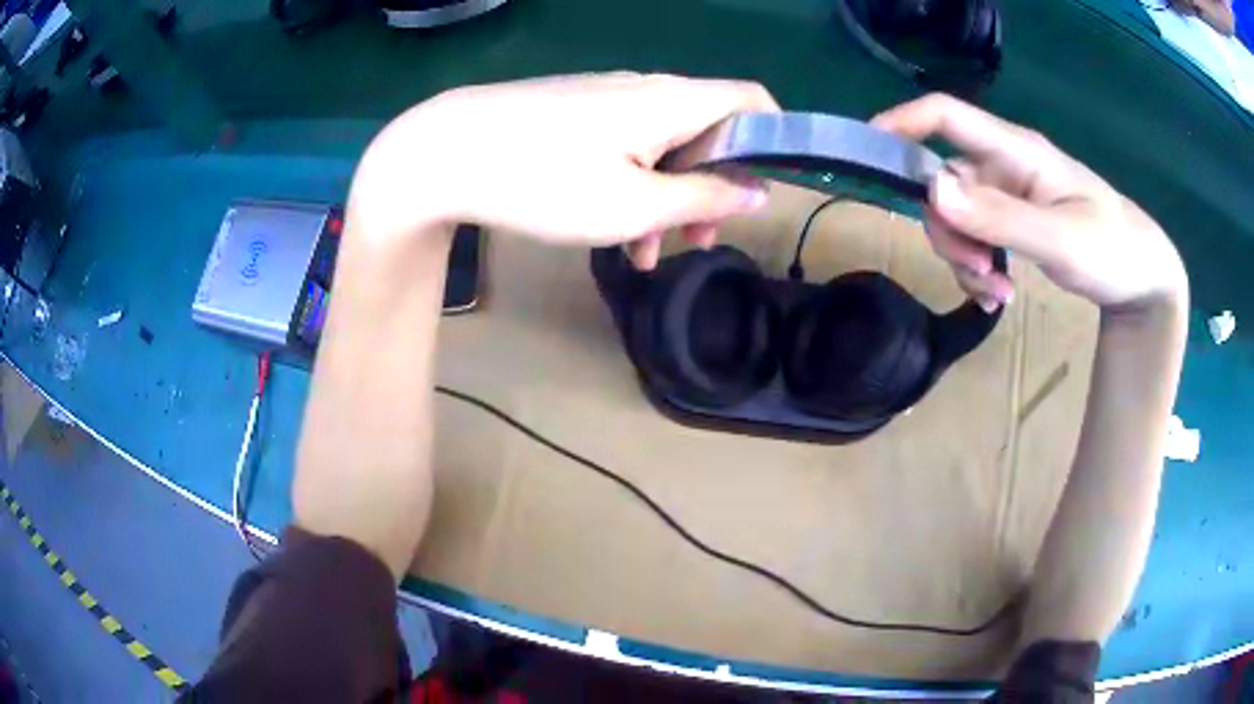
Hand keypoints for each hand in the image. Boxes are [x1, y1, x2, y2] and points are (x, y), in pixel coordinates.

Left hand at [351, 73, 777, 268]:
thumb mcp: (634, 205)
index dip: (774, 139)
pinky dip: (632, 185)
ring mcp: (607, 98)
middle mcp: (648, 89)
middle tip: (698, 241)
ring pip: (663, 146)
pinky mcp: (575, 112)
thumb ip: (705, 197)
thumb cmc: (543, 180)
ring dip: (668, 198)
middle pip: (708, 130)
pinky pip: (624, 145)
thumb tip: (758, 191)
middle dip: (712, 187)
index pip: (753, 100)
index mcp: (674, 101)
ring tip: (647, 255)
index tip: (763, 190)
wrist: (443, 152)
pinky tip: (609, 230)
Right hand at [872, 94, 1186, 313]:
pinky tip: (998, 295)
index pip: (945, 115)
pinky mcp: (1015, 219)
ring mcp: (1010, 193)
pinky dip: (978, 269)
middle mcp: (1005, 164)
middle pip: (944, 180)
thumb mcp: (1060, 241)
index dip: (901, 123)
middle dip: (948, 231)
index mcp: (1017, 151)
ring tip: (995, 294)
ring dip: (964, 258)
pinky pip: (977, 237)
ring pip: (957, 215)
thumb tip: (932, 189)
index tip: (866, 153)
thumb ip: (999, 217)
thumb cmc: (1112, 250)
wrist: (1142, 276)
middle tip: (977, 274)